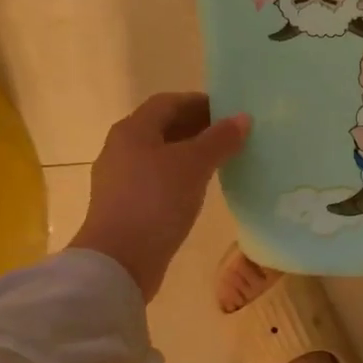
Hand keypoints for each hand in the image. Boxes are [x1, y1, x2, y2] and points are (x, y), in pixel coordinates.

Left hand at [69, 93, 249, 300]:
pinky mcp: (126, 205)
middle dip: (197, 126)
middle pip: (162, 127)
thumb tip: (242, 118)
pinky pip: (157, 178)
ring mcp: (120, 178)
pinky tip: (200, 188)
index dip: (199, 102)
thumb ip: (220, 139)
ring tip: (221, 160)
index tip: (229, 110)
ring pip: (160, 154)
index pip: (169, 102)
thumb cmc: (156, 201)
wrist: (119, 260)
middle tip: (231, 134)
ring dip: (190, 152)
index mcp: (133, 130)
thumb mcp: (194, 165)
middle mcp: (121, 148)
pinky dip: (180, 175)